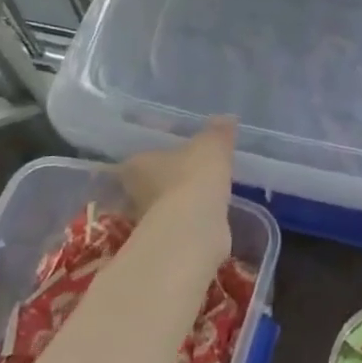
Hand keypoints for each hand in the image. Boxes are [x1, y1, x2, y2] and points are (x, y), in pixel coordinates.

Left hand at [118, 117, 237, 217]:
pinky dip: (191, 222)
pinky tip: (207, 218)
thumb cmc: (195, 176)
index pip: (138, 158)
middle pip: (147, 185)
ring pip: (162, 207)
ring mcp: (146, 222)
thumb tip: (227, 118)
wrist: (194, 228)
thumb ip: (218, 132)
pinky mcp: (165, 244)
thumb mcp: (212, 145)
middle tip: (189, 174)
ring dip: (179, 203)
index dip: (155, 156)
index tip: (172, 156)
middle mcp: (134, 193)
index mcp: (136, 165)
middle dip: (166, 181)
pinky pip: (179, 226)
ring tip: (203, 195)